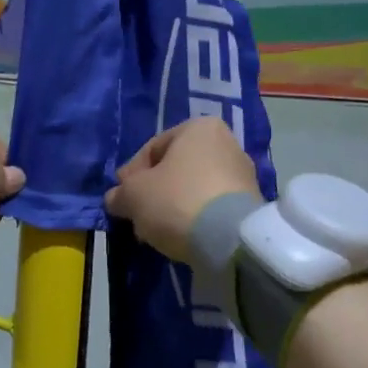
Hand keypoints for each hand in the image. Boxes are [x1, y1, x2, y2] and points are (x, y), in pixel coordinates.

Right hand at [103, 117, 259, 263]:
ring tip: (156, 231)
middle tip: (137, 216)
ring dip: (172, 207)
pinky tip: (180, 237)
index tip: (121, 198)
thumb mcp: (134, 196)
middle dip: (154, 192)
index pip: (152, 149)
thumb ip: (120, 194)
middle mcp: (227, 142)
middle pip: (175, 169)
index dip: (131, 175)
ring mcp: (243, 174)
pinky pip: (211, 207)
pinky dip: (194, 218)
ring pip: (193, 189)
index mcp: (199, 127)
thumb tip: (115, 199)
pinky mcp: (252, 204)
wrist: (230, 240)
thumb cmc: (177, 201)